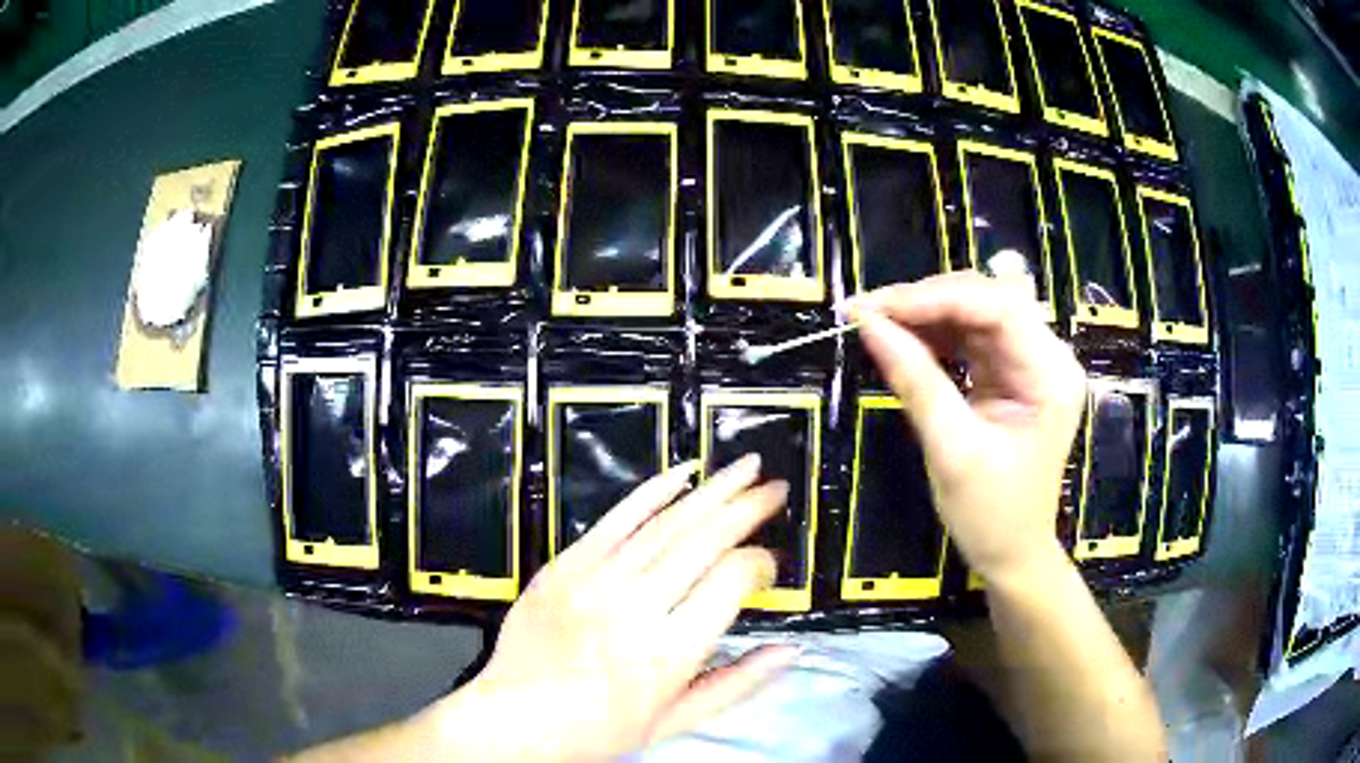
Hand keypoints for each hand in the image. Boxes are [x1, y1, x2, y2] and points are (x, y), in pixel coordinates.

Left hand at [435, 457, 796, 761]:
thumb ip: (738, 684)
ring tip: (747, 468)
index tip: (768, 567)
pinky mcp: (565, 565)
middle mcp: (636, 607)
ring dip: (712, 490)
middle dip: (748, 508)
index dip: (761, 564)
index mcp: (669, 652)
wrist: (516, 717)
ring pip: (666, 523)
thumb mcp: (675, 721)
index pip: (731, 581)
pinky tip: (682, 471)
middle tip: (777, 488)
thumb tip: (791, 652)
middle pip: (704, 540)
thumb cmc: (599, 729)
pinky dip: (653, 491)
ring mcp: (595, 580)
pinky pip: (615, 518)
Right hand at [850, 271, 1085, 583]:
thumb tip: (868, 324)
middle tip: (869, 313)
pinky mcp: (1011, 374)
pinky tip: (902, 338)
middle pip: (988, 300)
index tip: (876, 306)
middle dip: (928, 301)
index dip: (936, 297)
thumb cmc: (991, 515)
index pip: (998, 308)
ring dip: (927, 314)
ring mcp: (1030, 363)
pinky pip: (970, 337)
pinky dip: (934, 334)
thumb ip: (915, 382)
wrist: (1012, 555)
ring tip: (877, 322)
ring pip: (976, 312)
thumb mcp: (952, 451)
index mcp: (1050, 375)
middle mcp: (1047, 357)